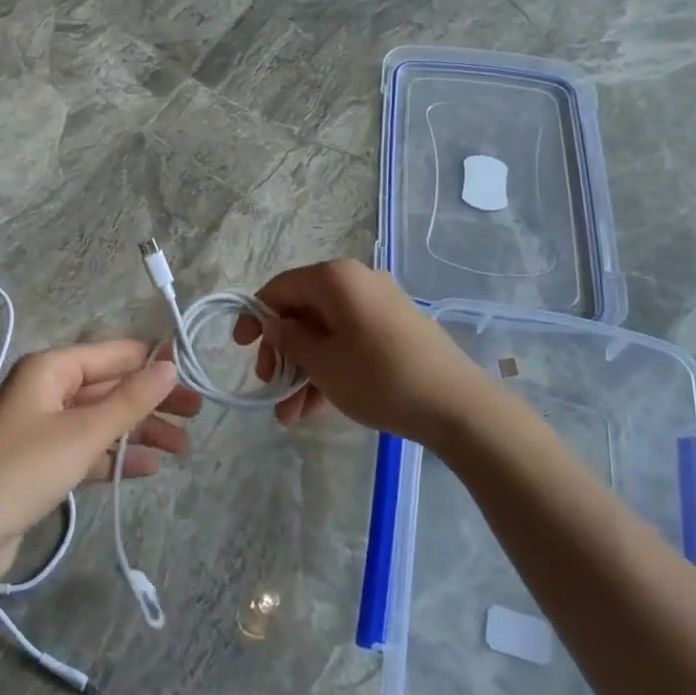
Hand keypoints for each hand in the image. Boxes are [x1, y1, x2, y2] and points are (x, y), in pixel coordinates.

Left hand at [0, 339, 198, 586]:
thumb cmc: (25, 470)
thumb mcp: (85, 433)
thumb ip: (131, 399)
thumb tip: (171, 365)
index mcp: (51, 368)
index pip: (113, 354)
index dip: (153, 361)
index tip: (193, 373)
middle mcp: (47, 389)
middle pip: (111, 388)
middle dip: (152, 402)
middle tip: (196, 415)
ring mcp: (44, 426)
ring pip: (103, 419)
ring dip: (140, 432)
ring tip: (183, 448)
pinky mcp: (44, 460)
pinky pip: (89, 448)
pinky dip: (117, 456)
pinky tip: (149, 468)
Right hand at [232, 259, 502, 446]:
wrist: (456, 405)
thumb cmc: (378, 377)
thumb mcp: (322, 362)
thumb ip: (289, 339)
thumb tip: (274, 323)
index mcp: (335, 278)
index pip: (280, 288)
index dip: (254, 316)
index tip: (240, 348)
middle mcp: (357, 282)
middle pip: (303, 311)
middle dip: (281, 352)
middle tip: (268, 385)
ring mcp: (379, 306)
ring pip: (326, 333)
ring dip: (303, 370)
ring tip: (290, 416)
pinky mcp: (395, 331)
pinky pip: (350, 342)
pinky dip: (330, 369)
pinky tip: (316, 408)